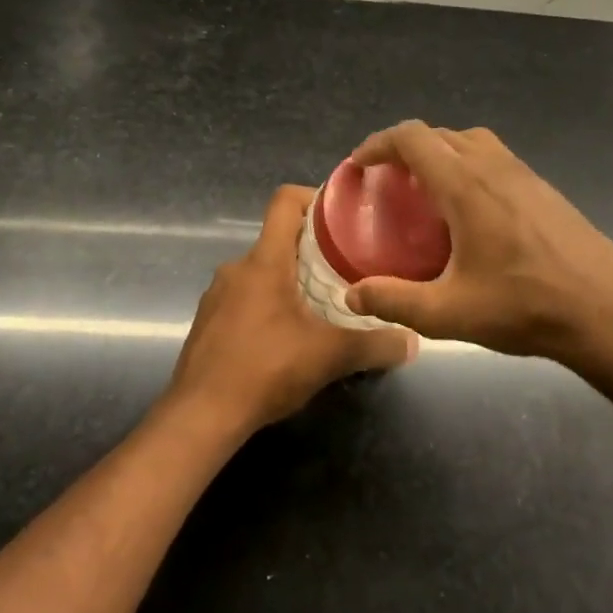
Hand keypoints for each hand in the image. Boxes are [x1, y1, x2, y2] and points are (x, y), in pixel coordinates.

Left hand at [168, 185, 417, 433]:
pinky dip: (268, 305)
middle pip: (278, 239)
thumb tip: (412, 341)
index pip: (285, 201)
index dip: (314, 197)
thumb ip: (374, 344)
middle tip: (347, 269)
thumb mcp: (329, 357)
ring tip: (322, 305)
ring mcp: (217, 295)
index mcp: (264, 261)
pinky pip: (244, 298)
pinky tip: (287, 336)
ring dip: (290, 280)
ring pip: (261, 271)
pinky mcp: (208, 321)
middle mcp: (236, 268)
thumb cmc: (264, 370)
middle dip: (312, 249)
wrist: (200, 415)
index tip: (344, 216)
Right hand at [343, 122, 612, 363]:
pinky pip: (496, 159)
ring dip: (441, 153)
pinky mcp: (545, 189)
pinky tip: (471, 211)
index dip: (379, 144)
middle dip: (405, 148)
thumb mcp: (449, 314)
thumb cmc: (525, 308)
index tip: (359, 165)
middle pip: (440, 134)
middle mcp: (494, 167)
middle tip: (386, 181)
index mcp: (465, 186)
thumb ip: (395, 301)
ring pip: (471, 141)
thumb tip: (353, 295)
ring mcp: (525, 175)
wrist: (607, 312)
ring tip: (425, 190)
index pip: (413, 138)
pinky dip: (469, 166)